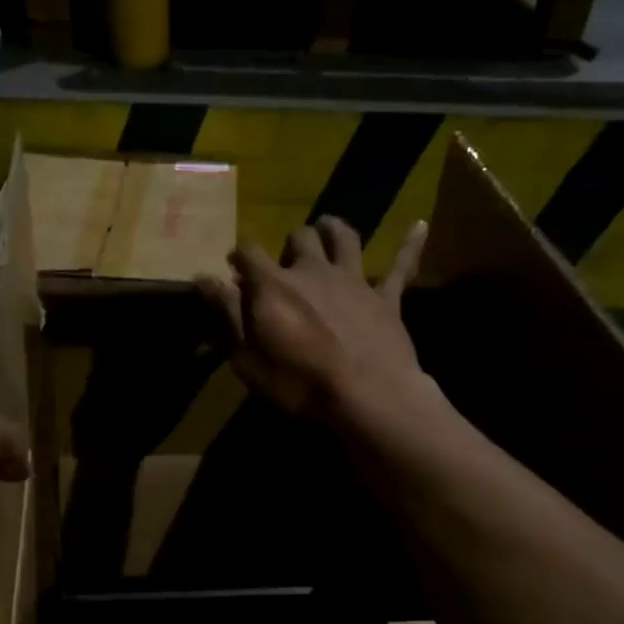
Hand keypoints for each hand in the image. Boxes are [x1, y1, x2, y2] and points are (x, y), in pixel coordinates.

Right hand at [196, 215, 428, 422]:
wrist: (367, 399)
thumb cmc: (297, 384)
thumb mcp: (246, 356)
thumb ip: (226, 312)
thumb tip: (202, 276)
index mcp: (274, 285)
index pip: (248, 252)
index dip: (239, 257)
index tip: (233, 268)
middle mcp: (312, 270)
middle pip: (298, 237)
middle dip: (287, 244)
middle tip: (284, 262)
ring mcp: (353, 280)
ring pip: (344, 237)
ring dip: (333, 228)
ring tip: (326, 228)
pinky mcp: (386, 297)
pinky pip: (401, 265)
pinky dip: (410, 244)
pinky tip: (421, 225)